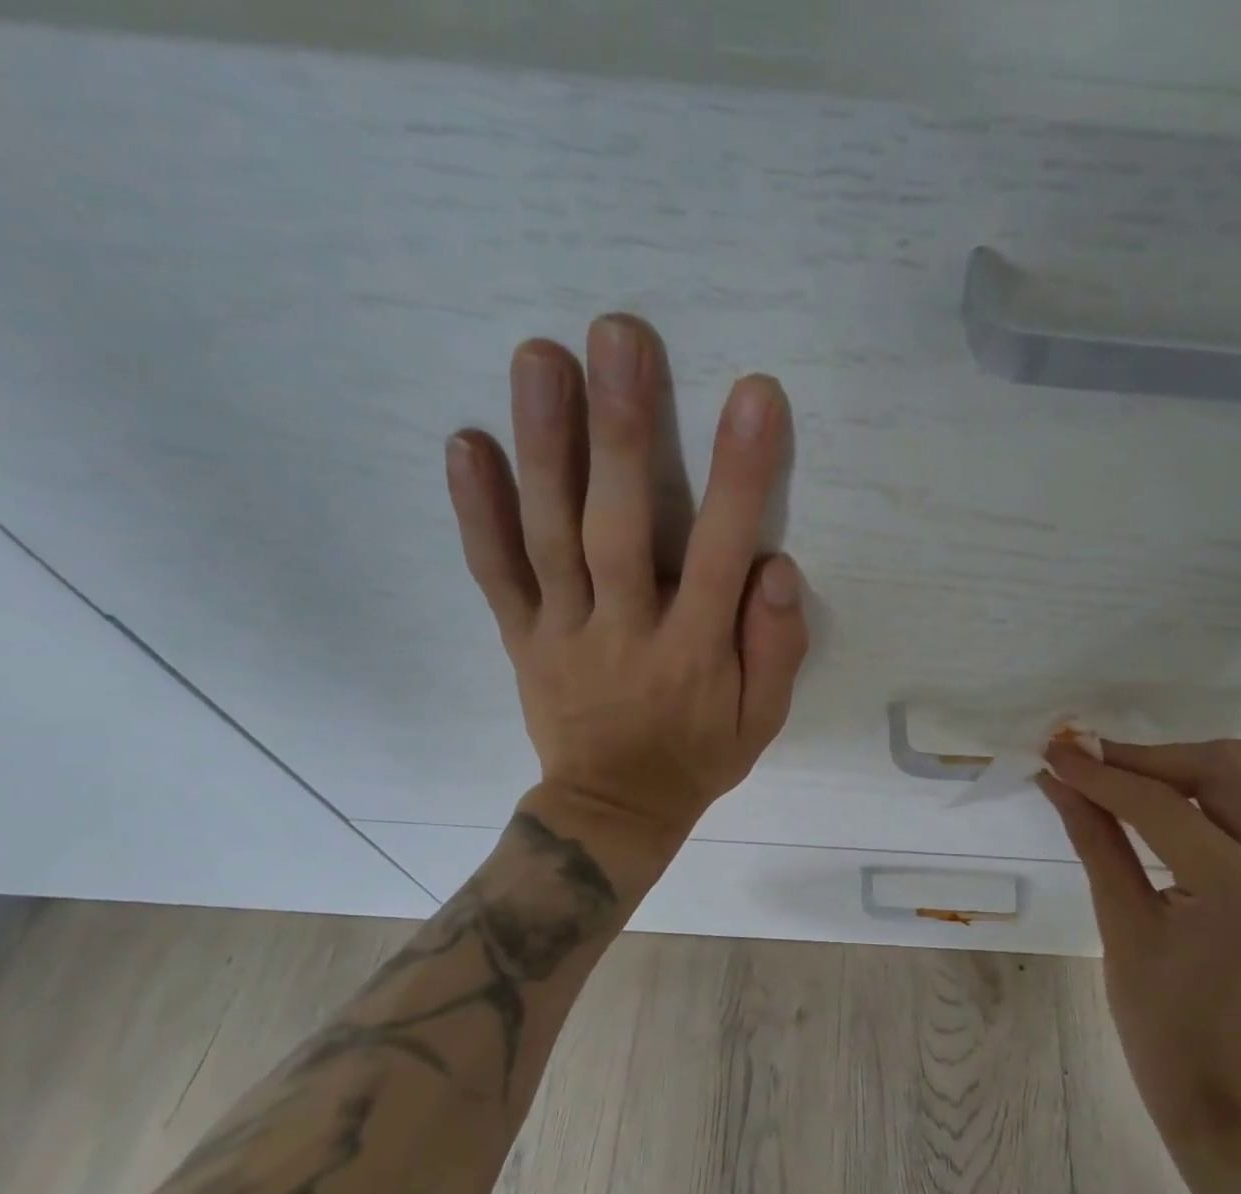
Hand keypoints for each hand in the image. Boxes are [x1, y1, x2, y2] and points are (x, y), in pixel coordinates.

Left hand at [444, 315, 808, 869]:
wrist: (614, 811)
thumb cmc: (698, 758)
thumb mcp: (763, 723)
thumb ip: (776, 650)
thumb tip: (776, 569)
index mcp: (692, 654)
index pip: (719, 554)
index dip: (739, 477)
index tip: (754, 396)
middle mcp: (624, 631)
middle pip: (616, 526)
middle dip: (620, 431)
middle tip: (619, 335)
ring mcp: (562, 632)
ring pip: (548, 535)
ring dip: (543, 445)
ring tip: (540, 357)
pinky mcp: (522, 638)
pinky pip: (495, 575)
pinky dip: (475, 512)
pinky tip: (464, 444)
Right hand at [1039, 738, 1240, 1156]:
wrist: (1228, 1096)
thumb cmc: (1161, 1026)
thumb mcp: (1119, 927)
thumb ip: (1094, 839)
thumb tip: (1058, 779)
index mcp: (1238, 891)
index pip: (1160, 805)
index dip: (1100, 773)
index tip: (1055, 751)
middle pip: (1223, 769)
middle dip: (1148, 758)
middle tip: (1091, 763)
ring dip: (1212, 759)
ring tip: (1156, 776)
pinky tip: (1200, 801)